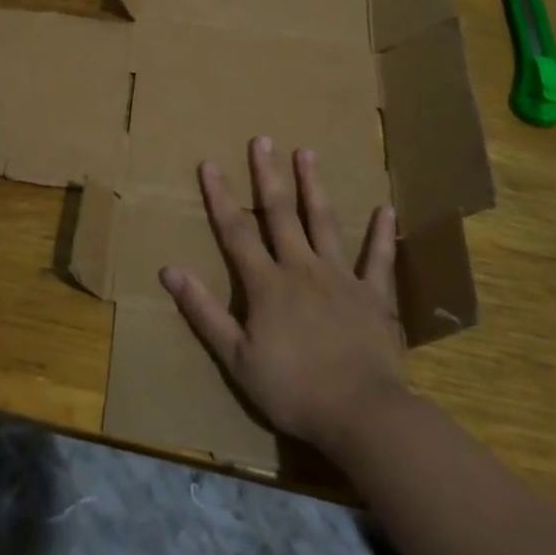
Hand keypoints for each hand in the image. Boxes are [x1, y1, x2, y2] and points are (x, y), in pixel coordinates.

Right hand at [158, 137, 407, 453]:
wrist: (361, 414)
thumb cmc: (292, 389)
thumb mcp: (235, 357)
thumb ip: (203, 311)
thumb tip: (169, 270)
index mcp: (267, 284)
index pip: (236, 231)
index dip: (220, 197)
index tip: (210, 164)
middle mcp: (302, 268)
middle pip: (281, 214)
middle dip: (268, 175)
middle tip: (263, 140)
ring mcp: (342, 278)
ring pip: (325, 223)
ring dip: (314, 186)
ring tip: (307, 152)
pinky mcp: (375, 296)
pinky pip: (379, 260)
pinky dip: (381, 234)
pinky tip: (386, 208)